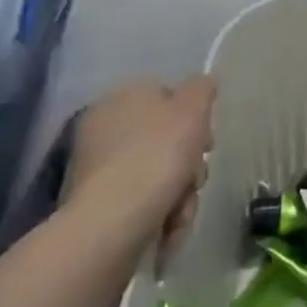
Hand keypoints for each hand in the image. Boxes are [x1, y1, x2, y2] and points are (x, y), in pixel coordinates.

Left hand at [62, 75, 214, 249]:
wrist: (112, 222)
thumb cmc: (157, 155)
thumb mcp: (192, 109)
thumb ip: (201, 89)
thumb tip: (202, 82)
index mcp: (121, 98)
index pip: (168, 95)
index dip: (194, 116)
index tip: (207, 139)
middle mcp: (104, 129)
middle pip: (167, 137)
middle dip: (189, 160)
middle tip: (197, 176)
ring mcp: (99, 168)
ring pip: (161, 171)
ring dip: (181, 190)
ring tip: (183, 208)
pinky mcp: (99, 203)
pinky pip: (144, 198)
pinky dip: (162, 210)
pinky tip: (169, 224)